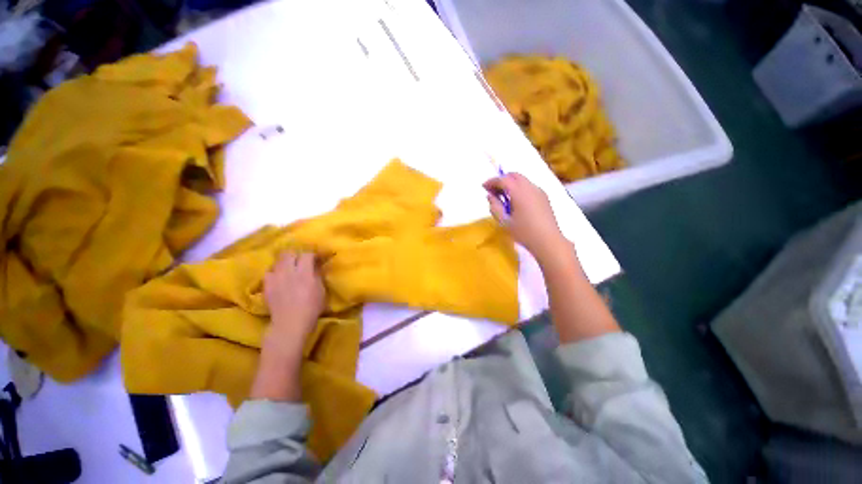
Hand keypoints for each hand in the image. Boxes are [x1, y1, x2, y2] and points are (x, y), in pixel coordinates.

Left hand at [264, 252, 325, 347]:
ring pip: (278, 261)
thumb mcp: (321, 290)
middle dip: (296, 254)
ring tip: (290, 267)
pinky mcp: (266, 285)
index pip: (307, 254)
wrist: (290, 324)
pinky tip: (280, 278)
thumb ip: (317, 274)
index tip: (317, 258)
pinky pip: (269, 272)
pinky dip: (275, 272)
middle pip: (289, 253)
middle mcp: (288, 272)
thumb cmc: (311, 308)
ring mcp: (275, 278)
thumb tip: (316, 265)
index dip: (313, 254)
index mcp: (304, 273)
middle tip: (302, 260)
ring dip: (285, 262)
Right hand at [483, 173, 569, 263]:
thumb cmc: (524, 232)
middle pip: (514, 176)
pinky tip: (516, 201)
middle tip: (493, 191)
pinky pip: (529, 187)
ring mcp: (539, 191)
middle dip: (502, 180)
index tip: (484, 187)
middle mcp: (530, 188)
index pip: (503, 180)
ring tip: (503, 197)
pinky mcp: (544, 197)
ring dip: (511, 184)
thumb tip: (490, 196)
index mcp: (520, 193)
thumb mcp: (504, 221)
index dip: (492, 181)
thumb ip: (495, 206)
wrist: (548, 241)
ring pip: (522, 180)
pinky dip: (519, 188)